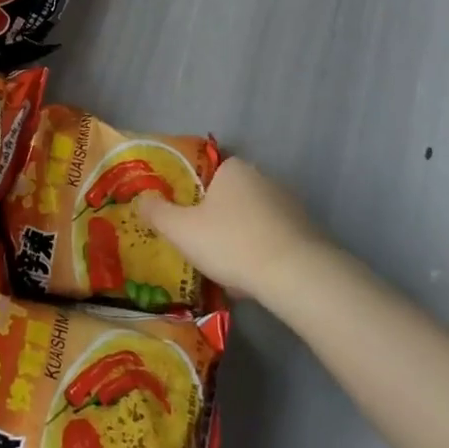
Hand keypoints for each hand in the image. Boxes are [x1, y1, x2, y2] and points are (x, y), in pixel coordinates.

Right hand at [133, 157, 325, 301]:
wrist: (296, 275)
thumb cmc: (232, 242)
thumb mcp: (182, 229)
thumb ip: (157, 212)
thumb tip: (142, 199)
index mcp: (233, 168)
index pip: (206, 170)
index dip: (191, 192)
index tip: (183, 216)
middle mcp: (262, 177)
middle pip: (228, 196)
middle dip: (214, 218)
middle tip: (198, 244)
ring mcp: (288, 204)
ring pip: (250, 219)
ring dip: (237, 238)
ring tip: (224, 268)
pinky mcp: (306, 231)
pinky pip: (271, 238)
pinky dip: (259, 253)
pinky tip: (251, 279)